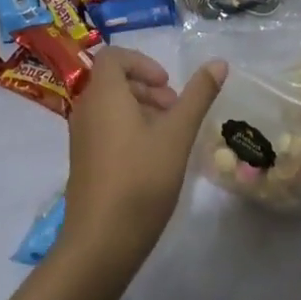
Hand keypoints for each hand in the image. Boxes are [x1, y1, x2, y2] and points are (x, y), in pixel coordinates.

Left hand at [58, 48, 227, 270]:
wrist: (101, 243)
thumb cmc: (141, 179)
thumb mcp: (177, 134)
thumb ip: (198, 96)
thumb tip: (219, 62)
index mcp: (104, 95)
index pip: (113, 56)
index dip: (143, 62)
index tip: (168, 84)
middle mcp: (86, 109)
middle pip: (114, 80)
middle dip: (148, 87)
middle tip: (175, 110)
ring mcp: (81, 137)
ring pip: (111, 106)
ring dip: (141, 109)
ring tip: (169, 135)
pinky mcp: (83, 161)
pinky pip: (105, 128)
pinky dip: (129, 129)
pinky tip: (153, 158)